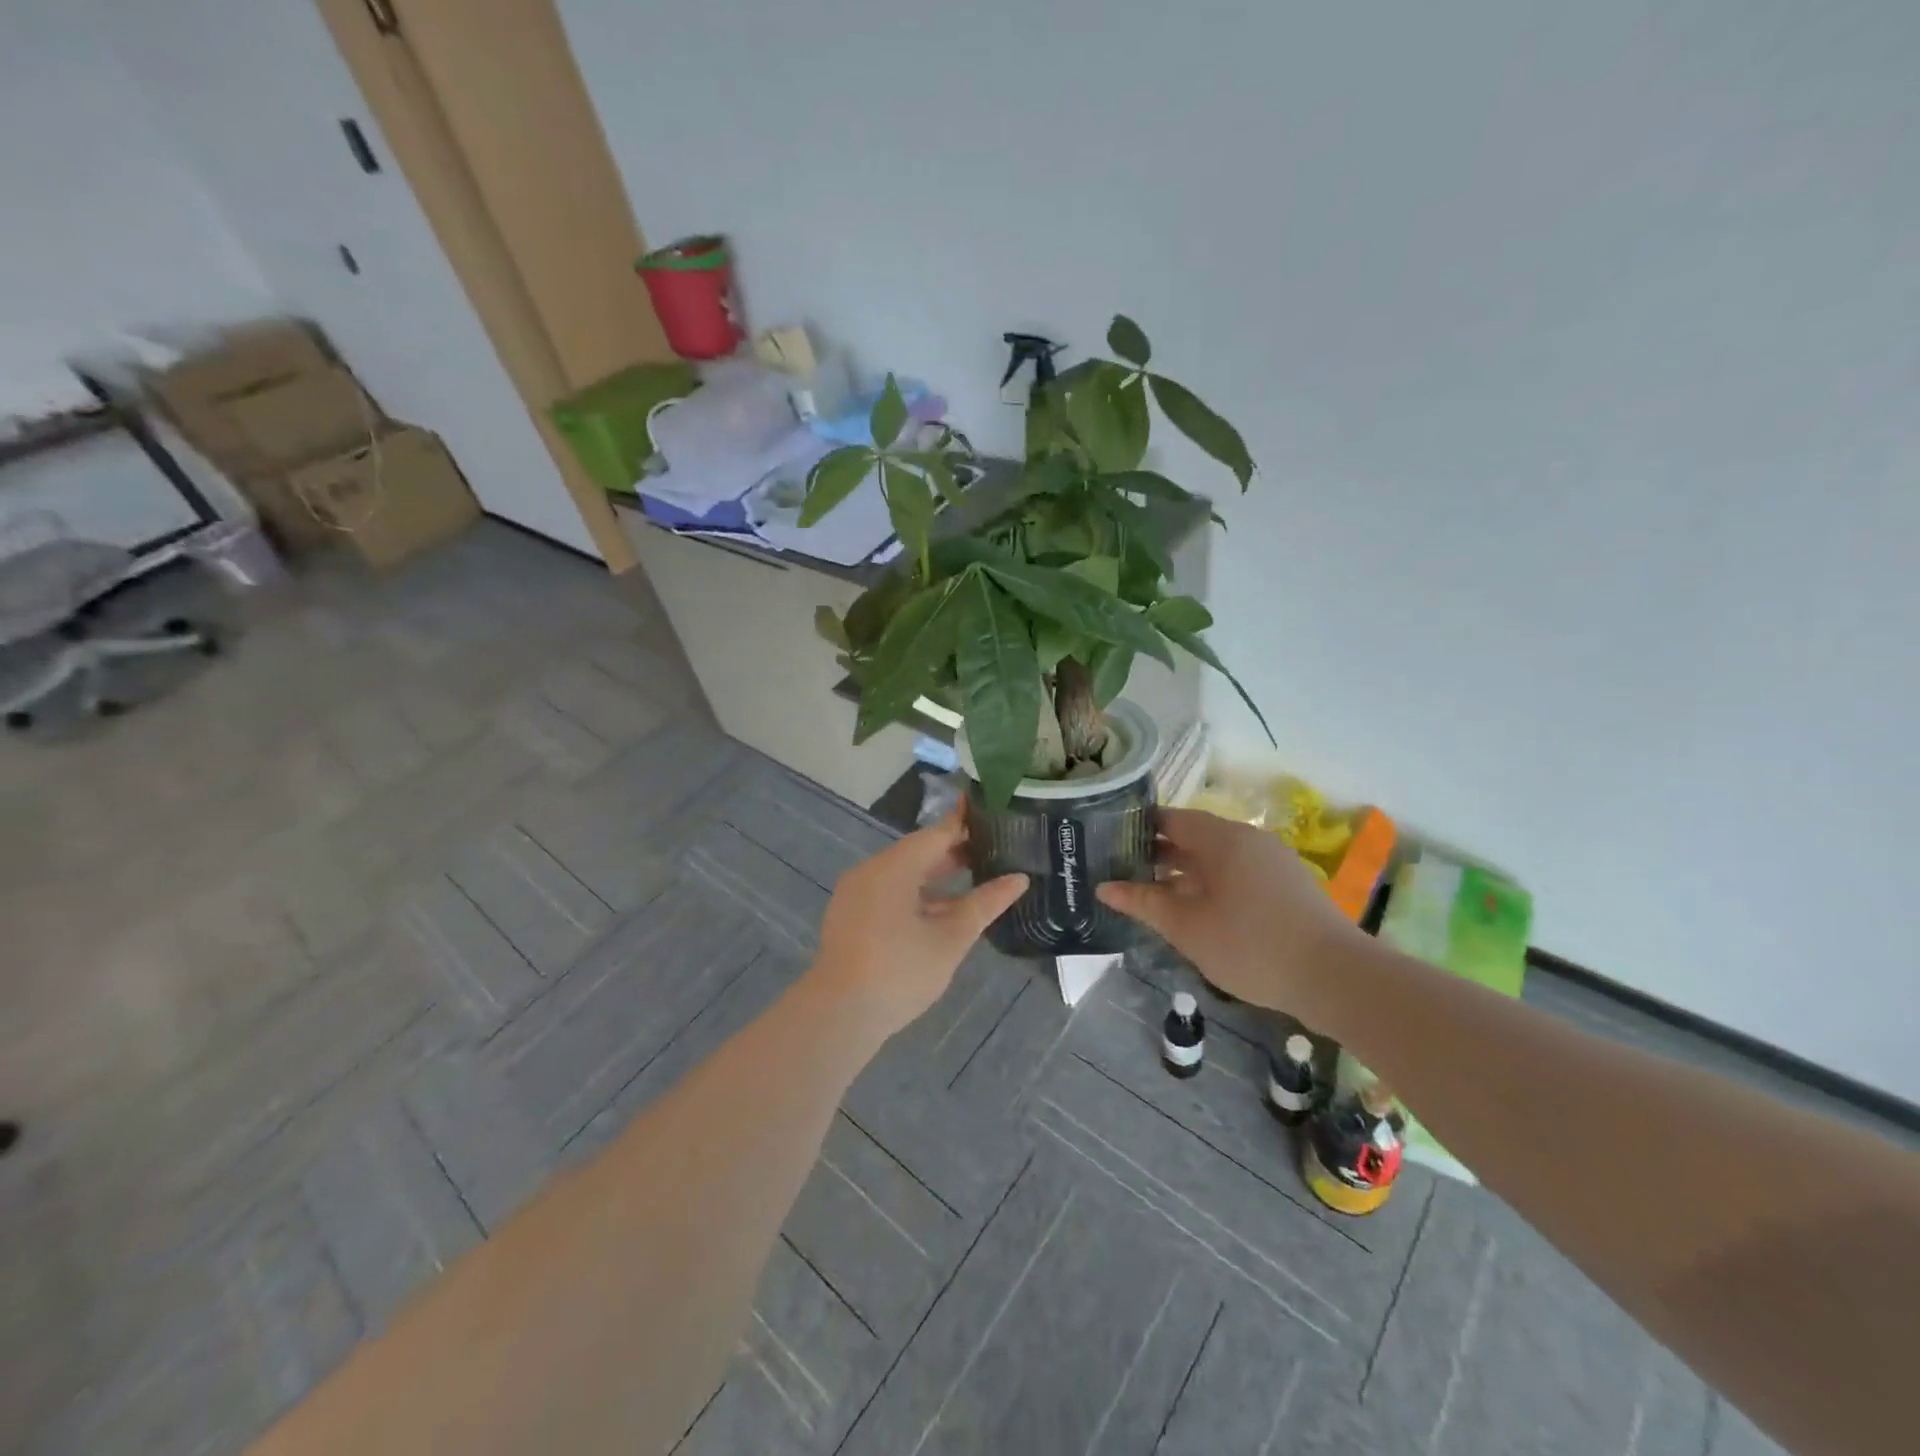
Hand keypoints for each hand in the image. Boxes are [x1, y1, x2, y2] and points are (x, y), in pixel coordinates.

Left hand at [809, 812, 1026, 1041]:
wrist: (839, 1016)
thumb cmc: (900, 972)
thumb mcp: (950, 939)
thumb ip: (984, 904)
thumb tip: (1019, 879)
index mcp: (894, 866)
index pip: (938, 833)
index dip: (967, 823)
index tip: (994, 814)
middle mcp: (872, 870)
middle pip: (919, 852)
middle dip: (955, 853)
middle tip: (996, 852)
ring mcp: (857, 893)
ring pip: (904, 874)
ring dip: (937, 877)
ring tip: (976, 882)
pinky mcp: (851, 915)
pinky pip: (889, 892)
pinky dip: (917, 895)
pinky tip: (943, 912)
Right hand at [1096, 807, 1360, 1013]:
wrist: (1336, 977)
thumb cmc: (1251, 945)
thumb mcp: (1187, 927)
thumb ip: (1144, 902)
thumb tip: (1104, 887)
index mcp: (1222, 838)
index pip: (1170, 818)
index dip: (1138, 828)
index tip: (1109, 843)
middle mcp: (1247, 839)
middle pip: (1193, 835)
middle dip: (1157, 852)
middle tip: (1121, 870)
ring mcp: (1271, 860)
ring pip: (1215, 856)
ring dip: (1183, 871)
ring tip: (1152, 893)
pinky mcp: (1286, 884)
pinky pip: (1236, 871)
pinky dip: (1210, 882)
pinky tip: (1195, 909)